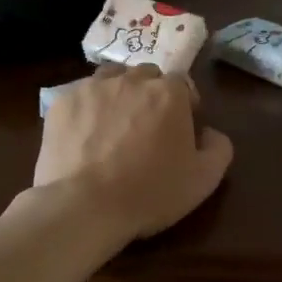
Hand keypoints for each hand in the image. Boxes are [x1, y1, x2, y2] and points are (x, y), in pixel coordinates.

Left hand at [32, 65, 233, 243]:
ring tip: (115, 125)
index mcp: (170, 93)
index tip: (180, 129)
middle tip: (148, 128)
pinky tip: (86, 135)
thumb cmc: (151, 192)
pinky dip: (88, 109)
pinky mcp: (61, 103)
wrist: (85, 206)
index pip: (183, 84)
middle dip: (151, 95)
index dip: (184, 105)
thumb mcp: (204, 179)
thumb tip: (210, 133)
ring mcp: (92, 88)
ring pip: (111, 78)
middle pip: (147, 76)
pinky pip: (81, 95)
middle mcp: (131, 80)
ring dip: (119, 94)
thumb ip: (219, 148)